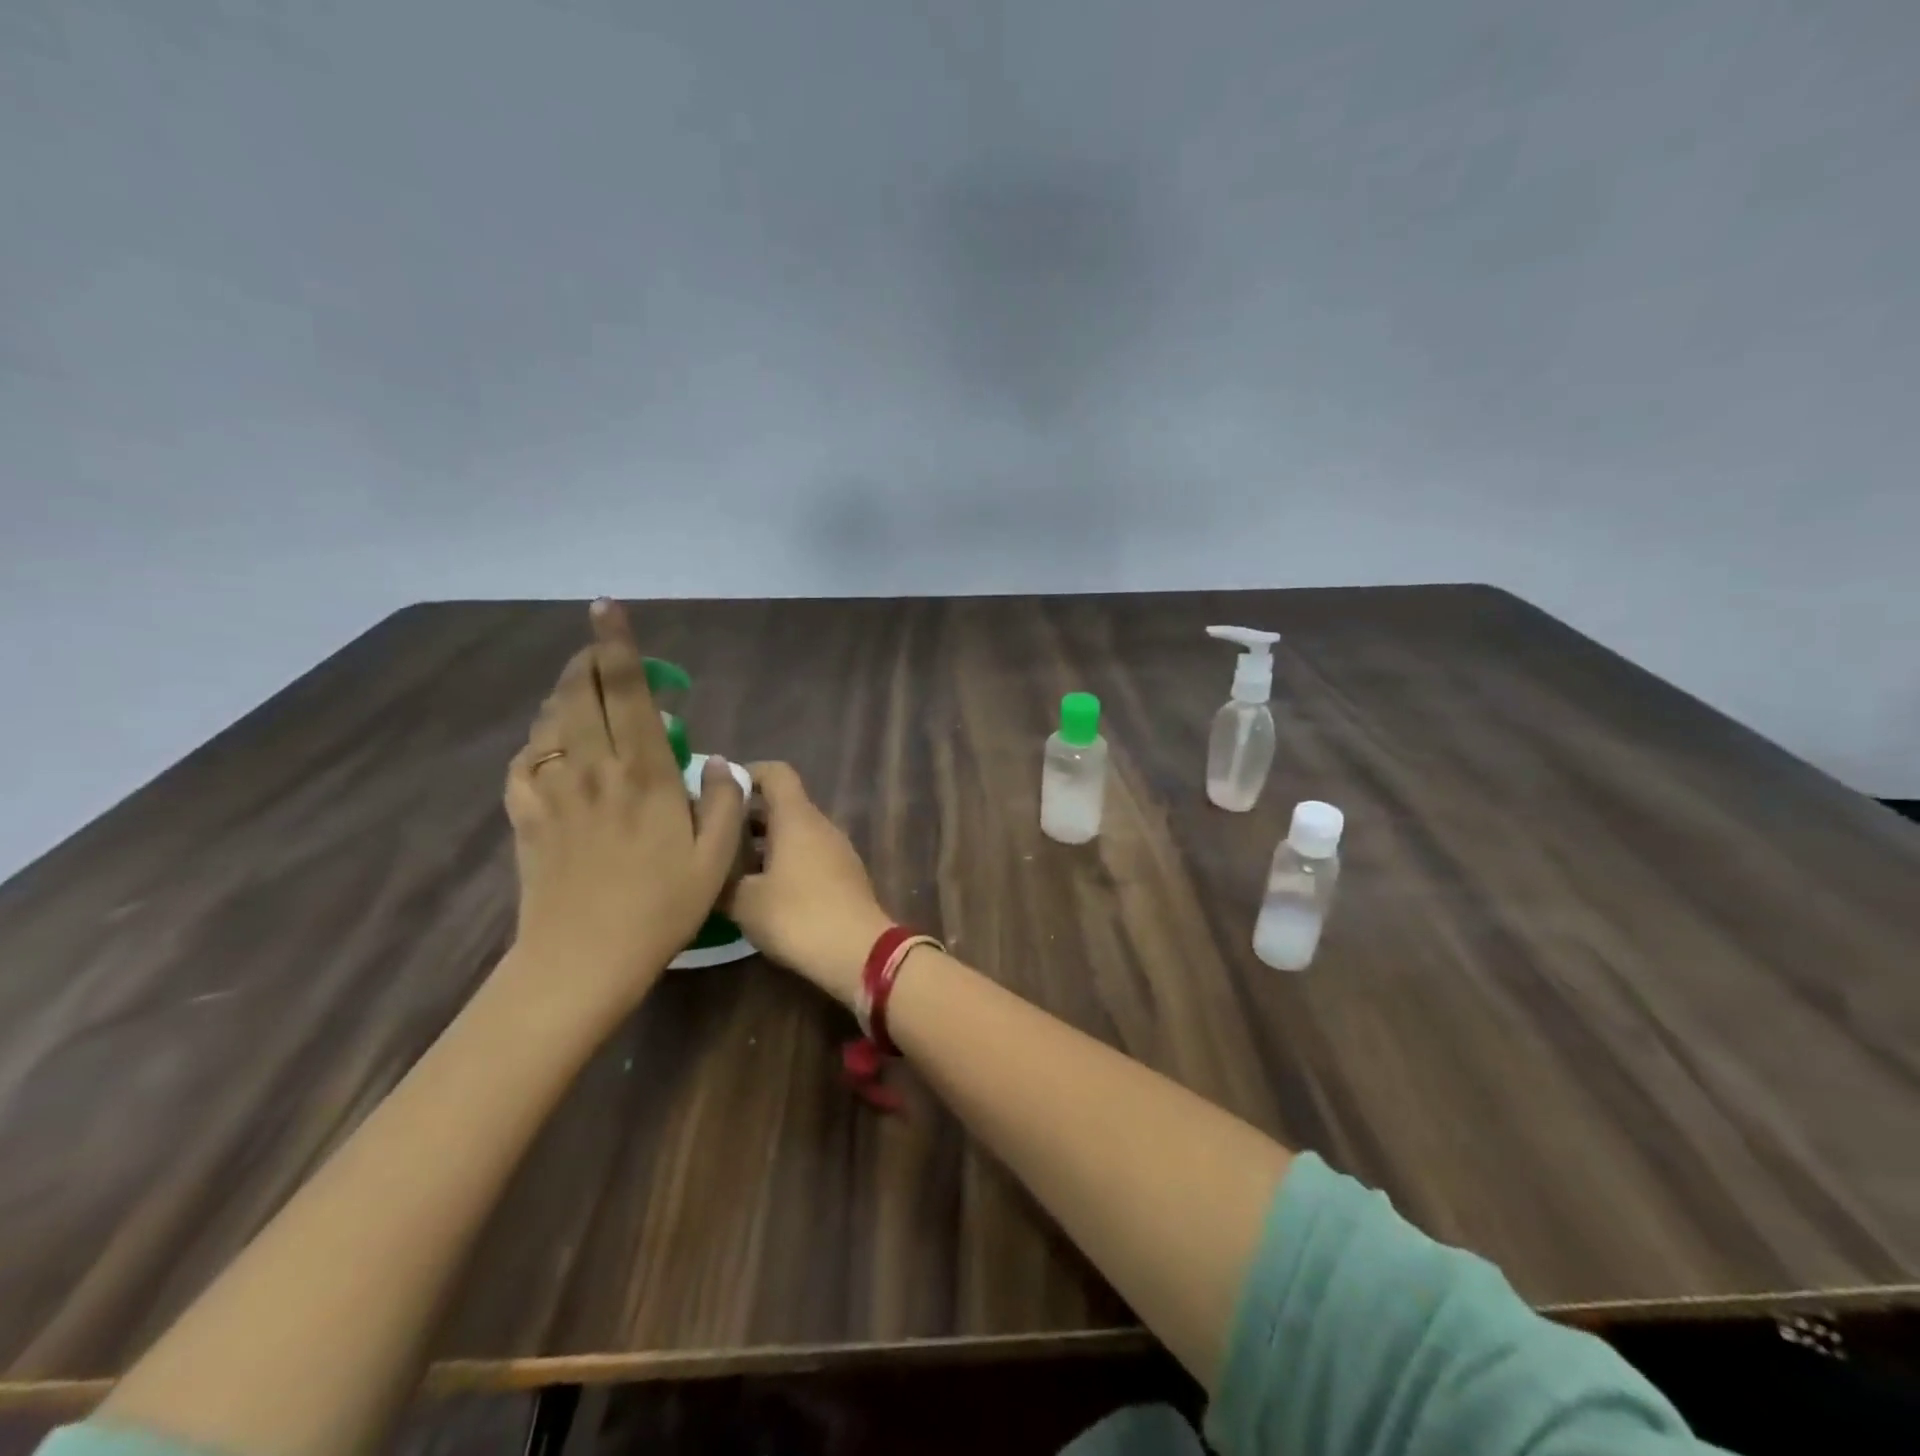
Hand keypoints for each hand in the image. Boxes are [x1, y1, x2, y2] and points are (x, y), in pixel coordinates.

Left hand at [502, 599, 745, 1020]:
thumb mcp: (715, 859)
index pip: (628, 692)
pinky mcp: (527, 816)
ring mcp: (553, 791)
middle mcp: (594, 769)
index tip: (607, 609)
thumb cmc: (660, 909)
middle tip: (600, 650)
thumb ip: (723, 800)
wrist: (582, 960)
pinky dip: (539, 742)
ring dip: (565, 695)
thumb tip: (718, 760)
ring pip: (551, 721)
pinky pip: (525, 762)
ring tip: (583, 693)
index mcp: (644, 773)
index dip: (617, 646)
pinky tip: (552, 748)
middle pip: (580, 693)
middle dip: (587, 660)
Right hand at [726, 763, 892, 1008]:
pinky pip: (810, 856)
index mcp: (797, 817)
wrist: (858, 952)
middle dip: (748, 817)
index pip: (776, 773)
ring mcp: (838, 850)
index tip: (719, 792)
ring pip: (796, 834)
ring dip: (765, 844)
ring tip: (732, 869)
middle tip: (714, 838)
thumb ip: (722, 876)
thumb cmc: (797, 916)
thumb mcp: (744, 900)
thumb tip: (708, 866)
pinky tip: (764, 892)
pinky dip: (785, 863)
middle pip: (784, 805)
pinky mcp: (845, 876)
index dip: (747, 774)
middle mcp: (821, 825)